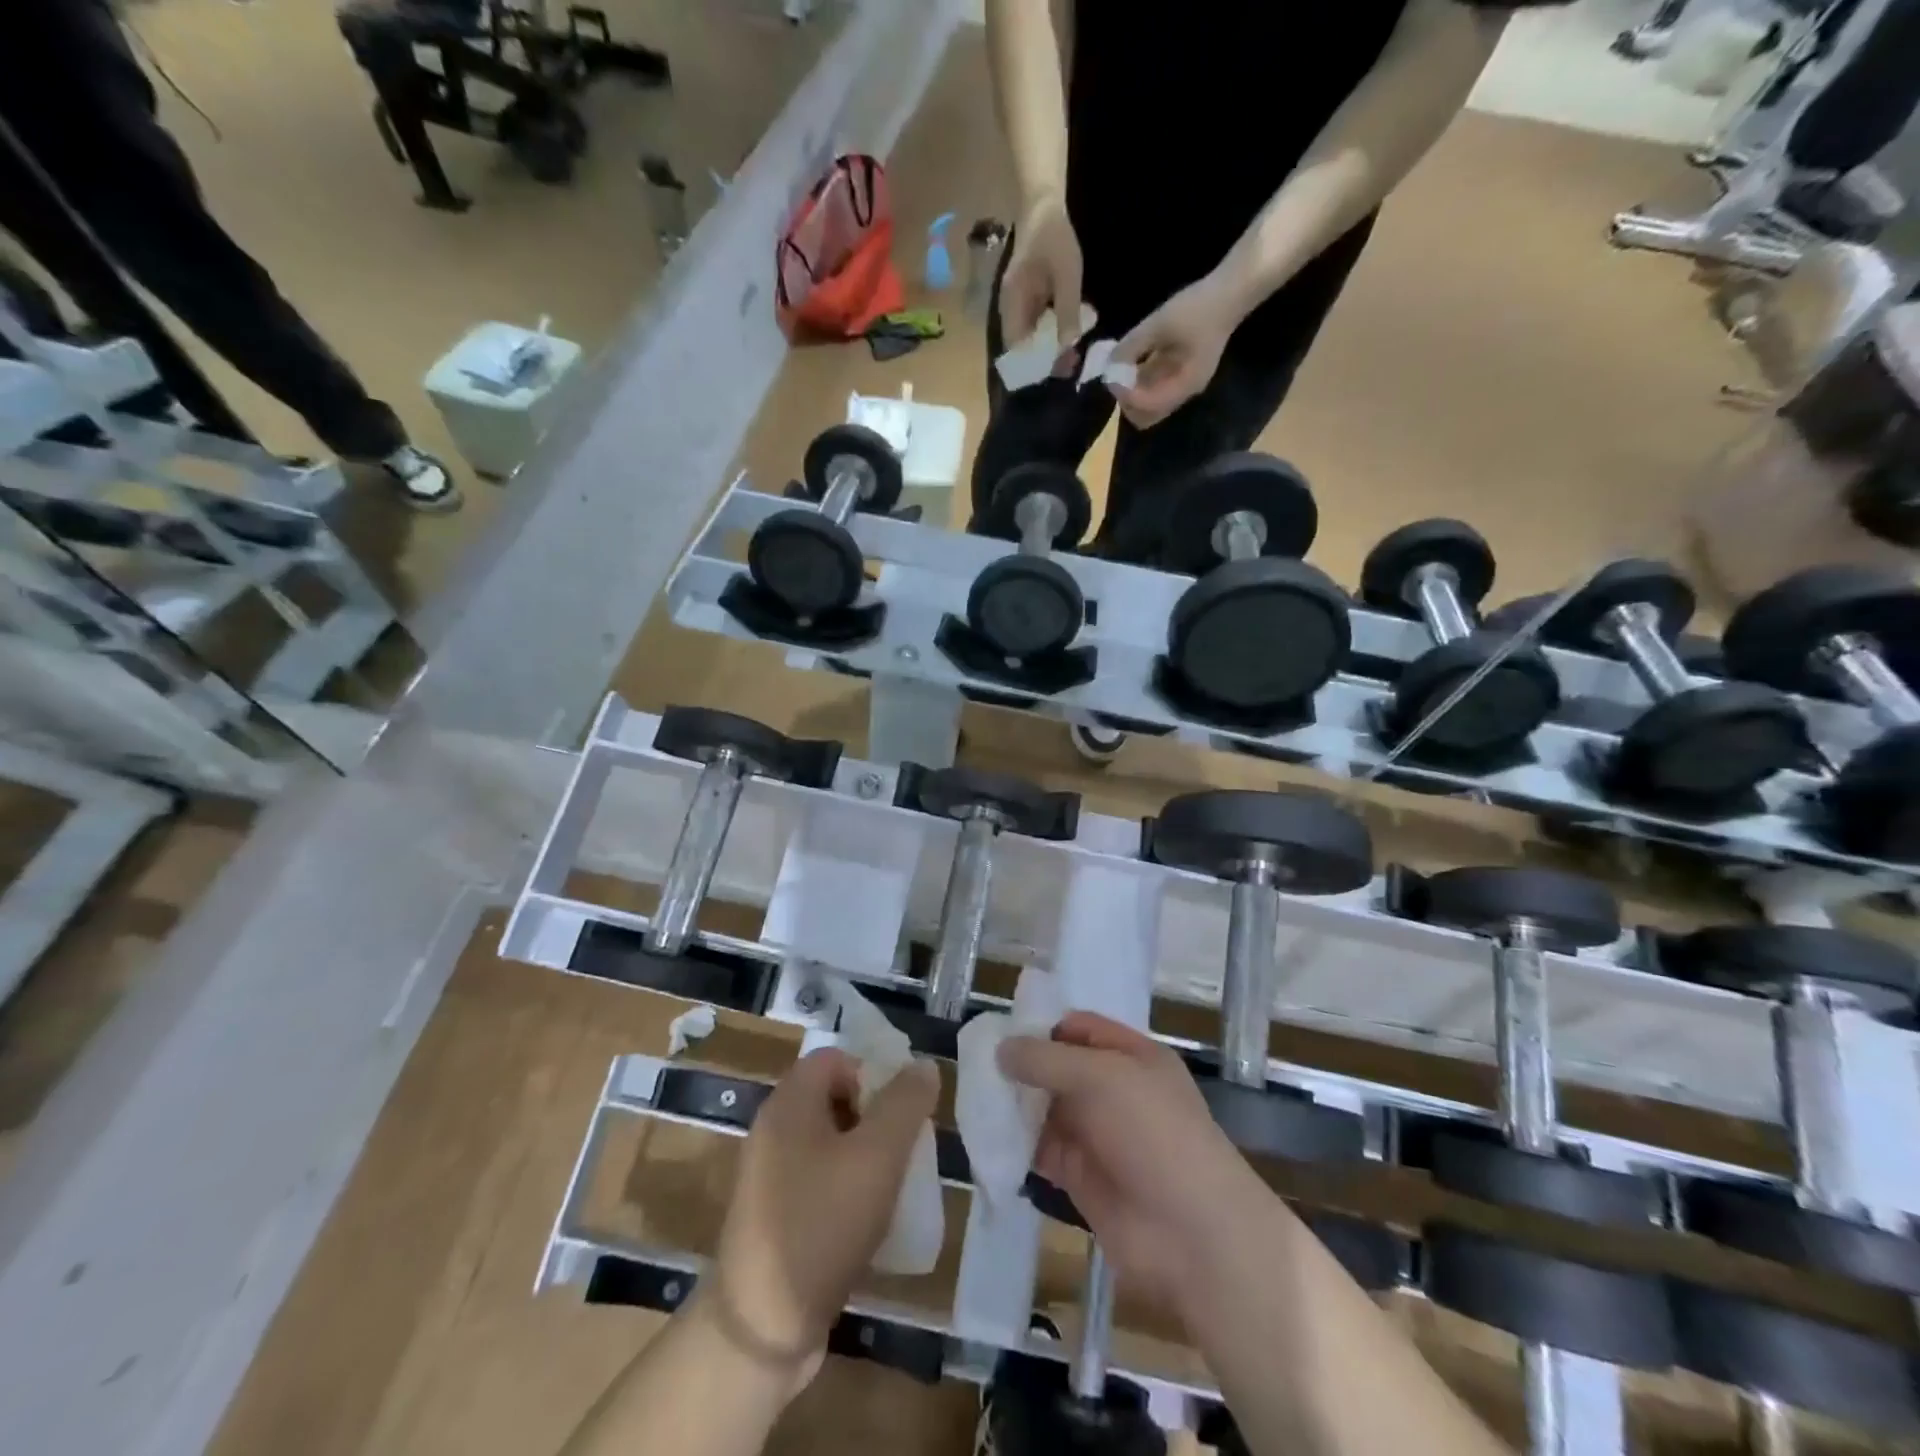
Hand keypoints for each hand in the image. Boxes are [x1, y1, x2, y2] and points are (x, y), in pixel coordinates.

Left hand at [704, 1049, 939, 1383]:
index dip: (872, 1072)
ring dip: (862, 1156)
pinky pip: (815, 1181)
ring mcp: (768, 1176)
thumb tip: (923, 1065)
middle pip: (832, 1098)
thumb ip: (905, 1104)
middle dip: (873, 1117)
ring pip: (827, 1143)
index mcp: (788, 1104)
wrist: (762, 1326)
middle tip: (901, 1150)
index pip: (834, 1058)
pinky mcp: (771, 1217)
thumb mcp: (878, 1156)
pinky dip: (843, 1189)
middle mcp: (772, 1130)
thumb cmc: (823, 1223)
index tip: (900, 1112)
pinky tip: (866, 1222)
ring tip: (891, 1188)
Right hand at [997, 1012, 1265, 1315]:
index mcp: (1131, 1057)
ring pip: (1047, 1110)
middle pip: (1059, 1069)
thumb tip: (1002, 1048)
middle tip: (973, 1062)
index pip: (1079, 1028)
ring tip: (971, 1096)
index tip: (998, 1029)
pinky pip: (1042, 1151)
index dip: (1042, 1025)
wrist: (1192, 1234)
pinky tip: (986, 1136)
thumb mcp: (1100, 1077)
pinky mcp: (1082, 1179)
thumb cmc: (1152, 1132)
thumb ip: (1047, 1060)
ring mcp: (1098, 1136)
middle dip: (1022, 1066)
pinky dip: (1017, 1144)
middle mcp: (1114, 1092)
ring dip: (1015, 1105)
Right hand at [1000, 193, 1083, 372]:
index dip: (1035, 364)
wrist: (1042, 206)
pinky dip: (1052, 334)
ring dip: (1050, 349)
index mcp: (1012, 304)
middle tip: (1072, 364)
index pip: (1016, 348)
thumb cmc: (1053, 237)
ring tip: (1074, 353)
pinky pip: (1037, 327)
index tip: (1058, 368)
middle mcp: (1010, 310)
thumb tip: (1068, 347)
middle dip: (1046, 360)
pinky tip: (1070, 334)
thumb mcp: (1066, 273)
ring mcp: (1019, 306)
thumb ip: (1067, 310)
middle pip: (1023, 348)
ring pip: (1031, 340)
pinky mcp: (1028, 302)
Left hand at [1108, 271, 1247, 427]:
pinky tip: (1129, 362)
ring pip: (1147, 404)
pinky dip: (1138, 381)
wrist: (1229, 292)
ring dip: (1131, 392)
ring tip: (1120, 368)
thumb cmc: (1198, 308)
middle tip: (1116, 376)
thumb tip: (1109, 363)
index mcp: (1184, 385)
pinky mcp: (1178, 373)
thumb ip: (1133, 345)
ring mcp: (1181, 383)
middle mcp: (1182, 392)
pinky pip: (1153, 387)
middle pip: (1146, 415)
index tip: (1113, 375)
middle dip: (1127, 400)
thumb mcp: (1160, 323)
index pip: (1147, 407)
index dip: (1126, 396)